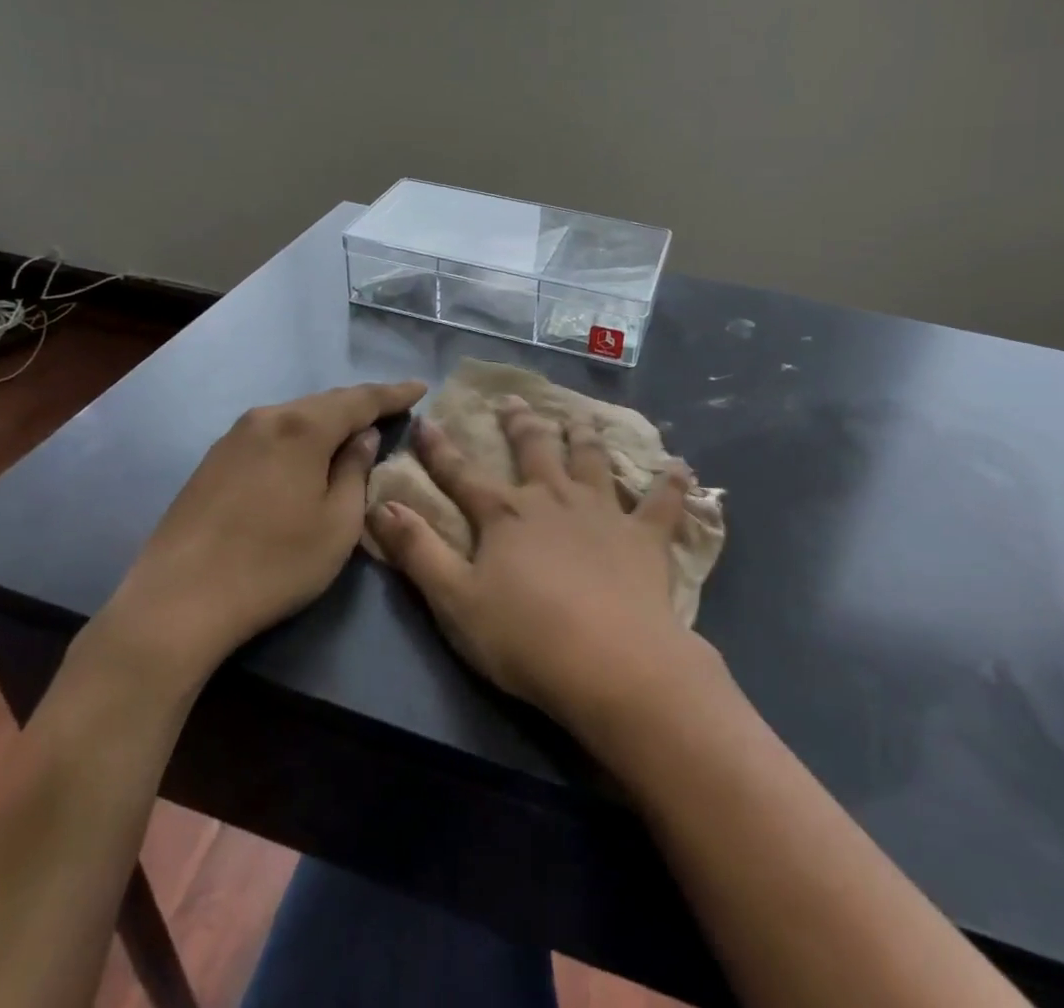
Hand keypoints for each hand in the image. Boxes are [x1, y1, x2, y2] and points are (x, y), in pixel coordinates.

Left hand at [104, 380, 426, 690]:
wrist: (176, 602)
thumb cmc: (273, 564)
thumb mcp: (338, 524)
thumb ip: (356, 472)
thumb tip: (363, 438)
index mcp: (303, 428)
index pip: (361, 399)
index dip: (394, 393)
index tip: (420, 387)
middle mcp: (267, 418)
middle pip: (326, 402)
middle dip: (361, 405)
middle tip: (392, 409)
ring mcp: (234, 437)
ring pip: (296, 417)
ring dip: (328, 421)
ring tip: (353, 432)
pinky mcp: (213, 460)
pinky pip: (272, 433)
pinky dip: (299, 436)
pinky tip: (306, 455)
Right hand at [370, 397, 713, 733]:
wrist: (610, 661)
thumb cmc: (525, 638)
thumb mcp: (454, 600)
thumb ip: (418, 550)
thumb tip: (383, 504)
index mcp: (506, 514)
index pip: (462, 474)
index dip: (439, 448)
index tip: (425, 419)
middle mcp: (554, 498)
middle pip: (533, 450)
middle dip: (519, 423)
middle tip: (513, 400)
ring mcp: (604, 512)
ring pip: (592, 460)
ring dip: (583, 436)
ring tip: (579, 417)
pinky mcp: (646, 536)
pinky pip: (663, 502)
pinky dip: (672, 484)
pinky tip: (680, 465)